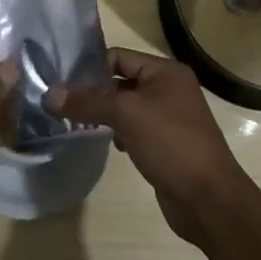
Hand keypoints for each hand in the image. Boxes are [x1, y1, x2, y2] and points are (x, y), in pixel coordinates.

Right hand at [47, 48, 253, 244]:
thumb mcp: (125, 115)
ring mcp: (169, 118)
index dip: (90, 69)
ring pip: (126, 107)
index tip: (62, 84)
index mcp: (165, 72)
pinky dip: (119, 132)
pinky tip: (108, 144)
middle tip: (63, 105)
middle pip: (120, 81)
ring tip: (78, 124)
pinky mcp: (166, 144)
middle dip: (94, 93)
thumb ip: (86, 102)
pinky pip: (135, 128)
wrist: (210, 202)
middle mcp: (169, 89)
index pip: (117, 57)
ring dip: (104, 114)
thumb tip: (49, 94)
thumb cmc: (171, 144)